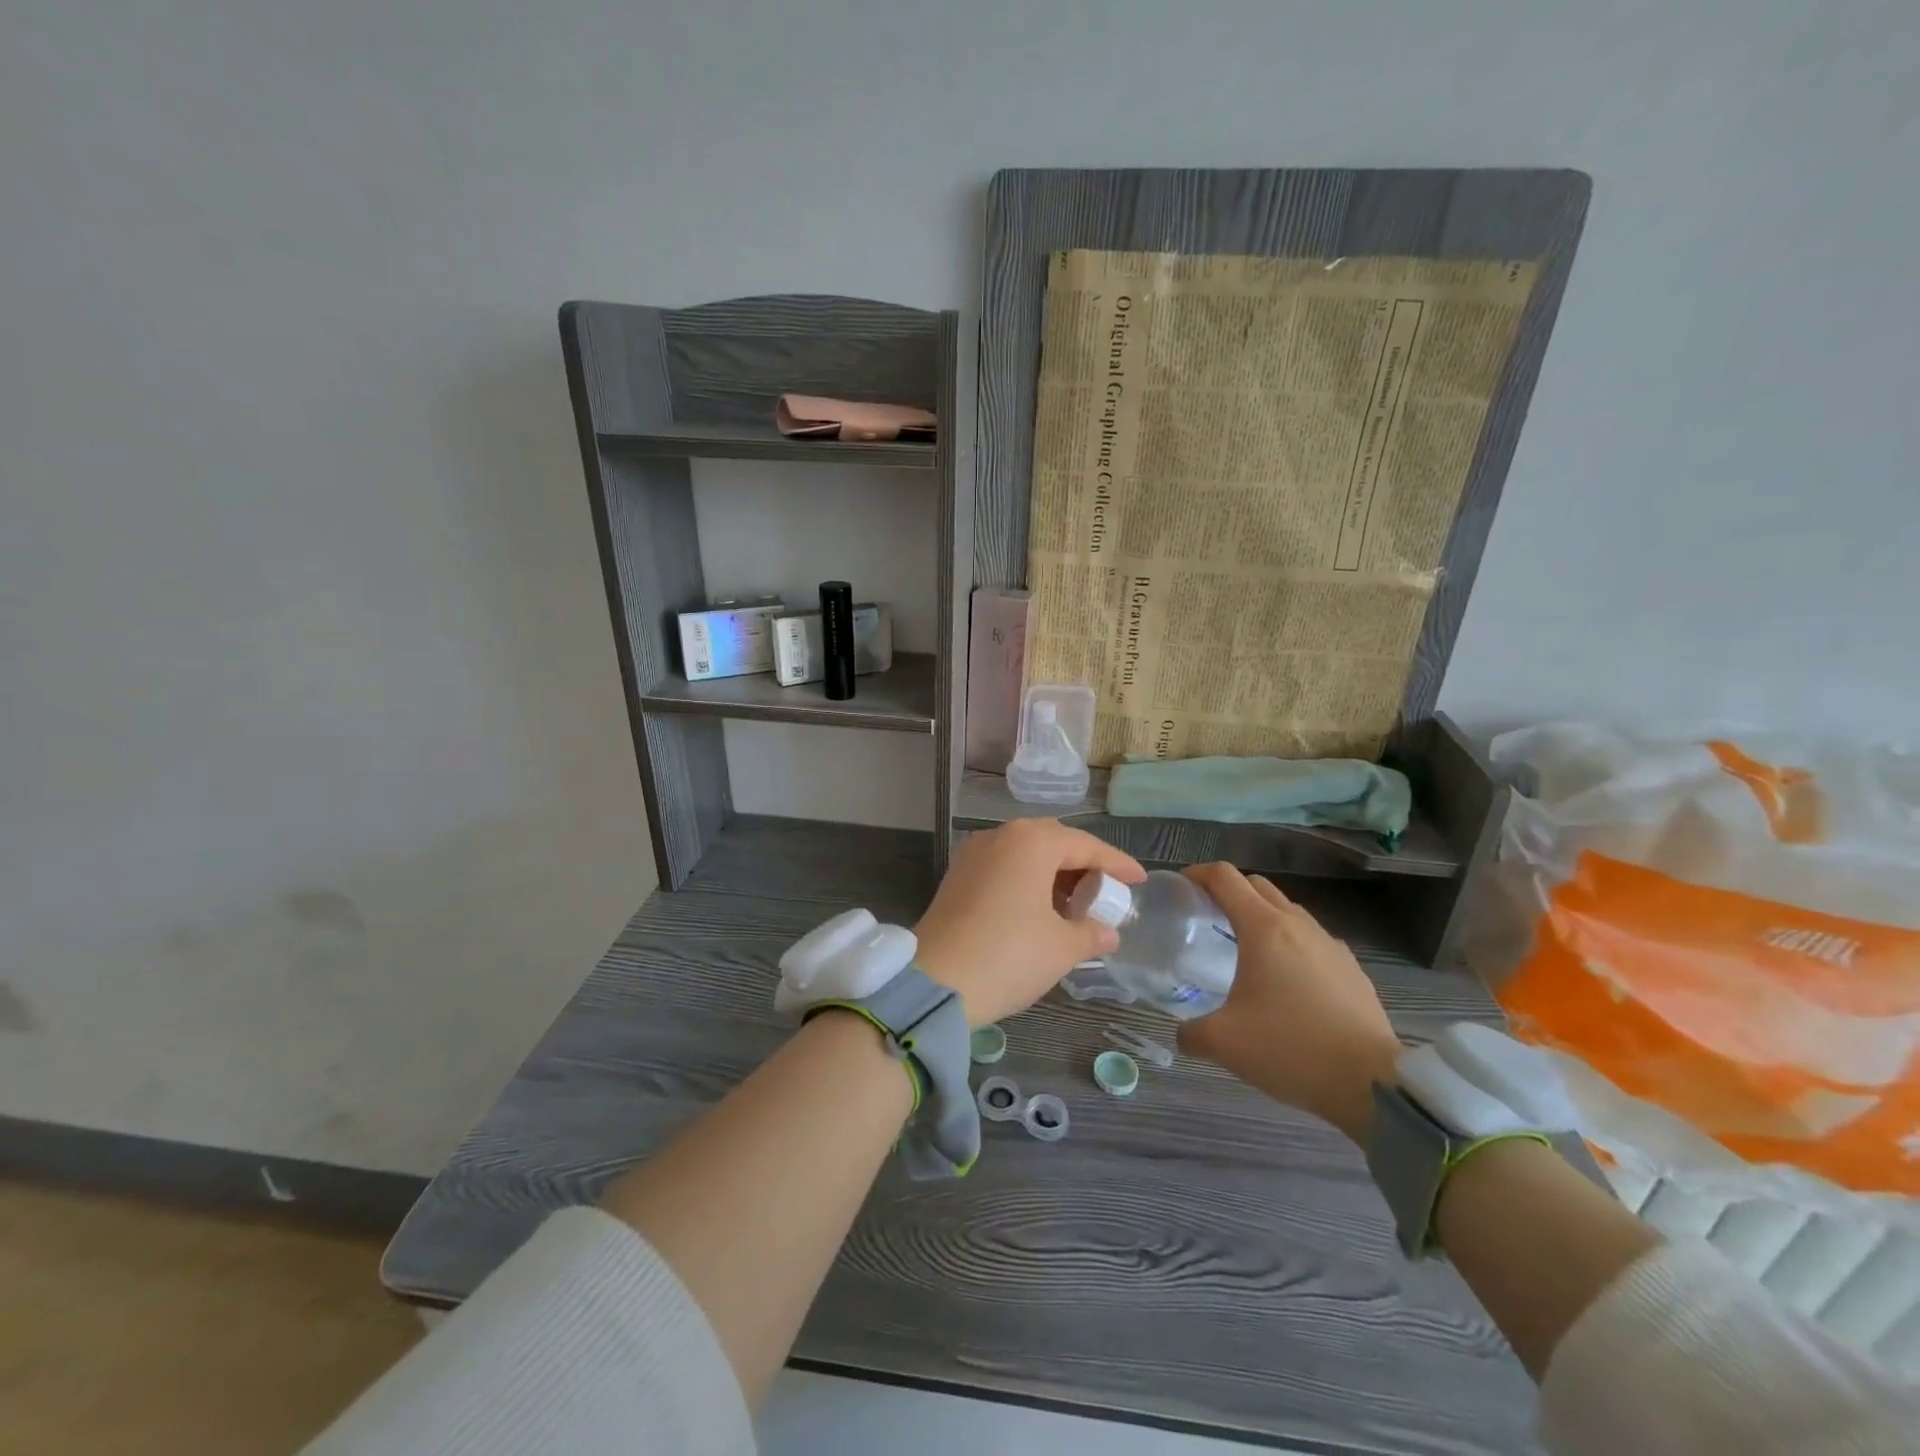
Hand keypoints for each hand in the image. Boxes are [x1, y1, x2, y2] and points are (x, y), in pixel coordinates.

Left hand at [914, 819, 1144, 1026]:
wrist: (936, 983)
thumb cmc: (1009, 955)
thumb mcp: (1061, 947)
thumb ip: (1090, 933)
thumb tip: (1108, 932)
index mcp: (1031, 841)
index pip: (1086, 845)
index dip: (1117, 864)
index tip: (1139, 879)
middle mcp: (1000, 836)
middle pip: (1053, 842)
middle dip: (1083, 865)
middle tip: (1106, 891)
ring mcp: (973, 854)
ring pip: (1025, 854)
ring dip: (1053, 874)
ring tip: (1076, 906)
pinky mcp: (957, 876)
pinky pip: (1003, 868)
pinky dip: (1027, 882)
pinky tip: (1040, 911)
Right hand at [1176, 863, 1400, 1146]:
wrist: (1372, 1083)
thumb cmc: (1290, 1048)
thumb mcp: (1224, 1043)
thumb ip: (1191, 1033)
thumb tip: (1183, 1035)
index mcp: (1262, 928)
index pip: (1225, 877)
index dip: (1198, 873)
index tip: (1181, 887)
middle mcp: (1297, 925)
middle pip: (1257, 885)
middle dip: (1229, 890)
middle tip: (1208, 915)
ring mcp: (1330, 945)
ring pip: (1288, 911)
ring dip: (1262, 916)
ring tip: (1246, 949)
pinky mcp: (1353, 970)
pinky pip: (1313, 941)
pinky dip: (1291, 945)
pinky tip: (1287, 982)